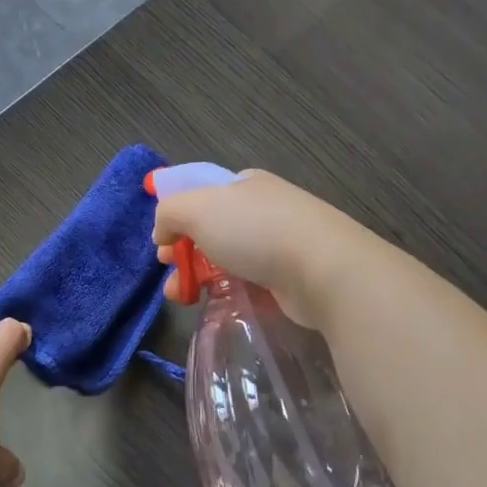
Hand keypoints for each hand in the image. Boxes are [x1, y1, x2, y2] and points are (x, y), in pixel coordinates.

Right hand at [152, 170, 371, 327]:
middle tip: (171, 273)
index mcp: (245, 183)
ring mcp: (281, 242)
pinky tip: (218, 303)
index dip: (177, 216)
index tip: (164, 243)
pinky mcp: (292, 275)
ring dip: (199, 276)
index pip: (203, 193)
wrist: (323, 269)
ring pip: (228, 258)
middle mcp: (264, 208)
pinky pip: (250, 281)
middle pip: (212, 228)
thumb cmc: (255, 230)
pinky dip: (229, 291)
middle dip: (184, 251)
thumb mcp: (196, 209)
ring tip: (182, 298)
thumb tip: (163, 232)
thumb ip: (168, 213)